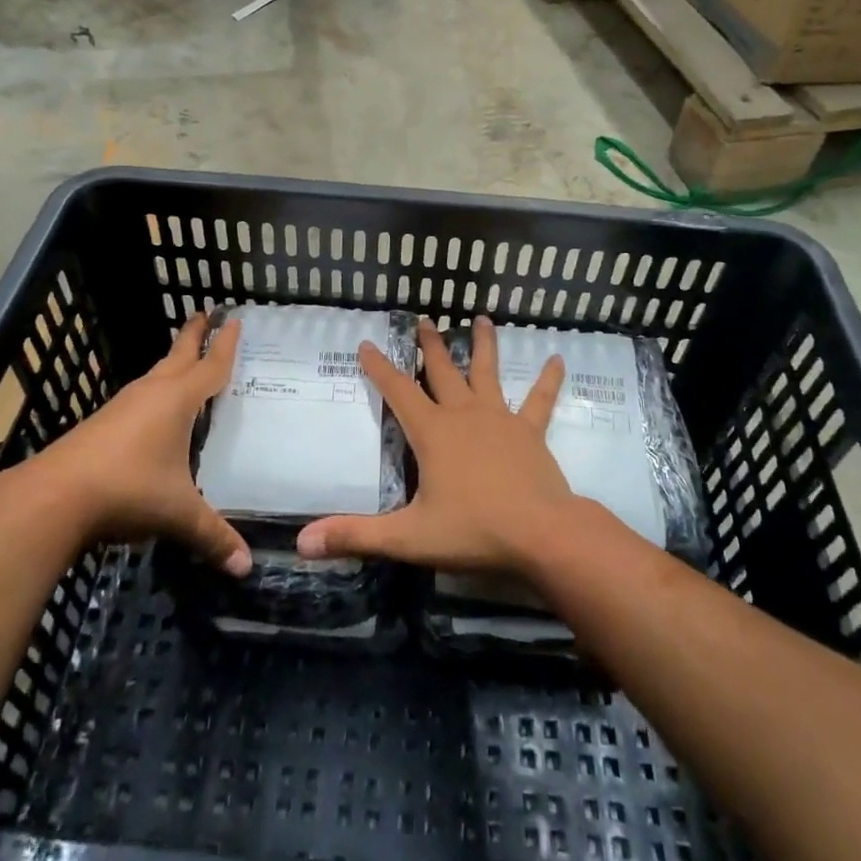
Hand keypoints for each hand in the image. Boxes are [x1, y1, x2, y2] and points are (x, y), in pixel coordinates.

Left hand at [32, 312, 250, 575]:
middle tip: (206, 312)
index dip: (226, 345)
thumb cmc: (128, 489)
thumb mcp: (178, 514)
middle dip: (194, 334)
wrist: (53, 496)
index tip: (235, 320)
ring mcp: (122, 406)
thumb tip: (246, 568)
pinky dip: (154, 389)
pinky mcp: (101, 423)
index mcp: (177, 400)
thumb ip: (213, 536)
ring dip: (172, 362)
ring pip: (155, 374)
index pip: (210, 366)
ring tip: (184, 359)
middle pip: (179, 355)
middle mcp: (151, 393)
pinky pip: (138, 396)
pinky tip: (152, 410)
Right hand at [297, 317, 574, 575]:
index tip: (366, 344)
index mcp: (433, 432)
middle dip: (431, 345)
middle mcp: (464, 414)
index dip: (379, 367)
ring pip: (488, 372)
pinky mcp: (529, 432)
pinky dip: (548, 380)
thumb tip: (302, 542)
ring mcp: (500, 418)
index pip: (398, 391)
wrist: (541, 534)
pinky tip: (558, 359)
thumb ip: (355, 536)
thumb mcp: (409, 537)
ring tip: (483, 318)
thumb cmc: (474, 530)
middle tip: (424, 319)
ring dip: (484, 344)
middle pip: (443, 371)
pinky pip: (539, 400)